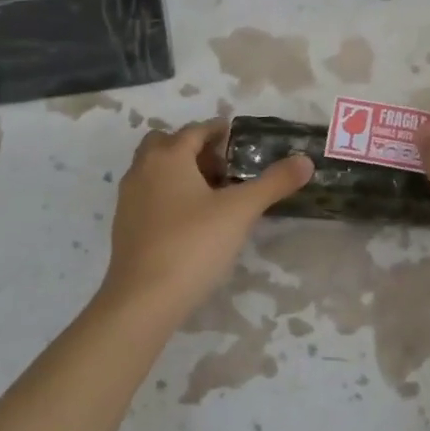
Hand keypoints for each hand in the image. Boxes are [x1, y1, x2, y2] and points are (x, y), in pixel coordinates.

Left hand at [101, 119, 312, 320]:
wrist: (142, 300)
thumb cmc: (193, 244)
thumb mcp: (241, 211)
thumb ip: (273, 183)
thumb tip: (305, 160)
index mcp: (168, 157)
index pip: (195, 130)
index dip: (218, 131)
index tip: (239, 139)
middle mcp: (142, 170)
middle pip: (166, 144)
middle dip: (193, 148)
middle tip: (223, 167)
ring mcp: (128, 199)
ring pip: (154, 170)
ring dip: (179, 172)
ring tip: (211, 195)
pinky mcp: (124, 226)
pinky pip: (148, 196)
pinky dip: (168, 195)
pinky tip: (191, 221)